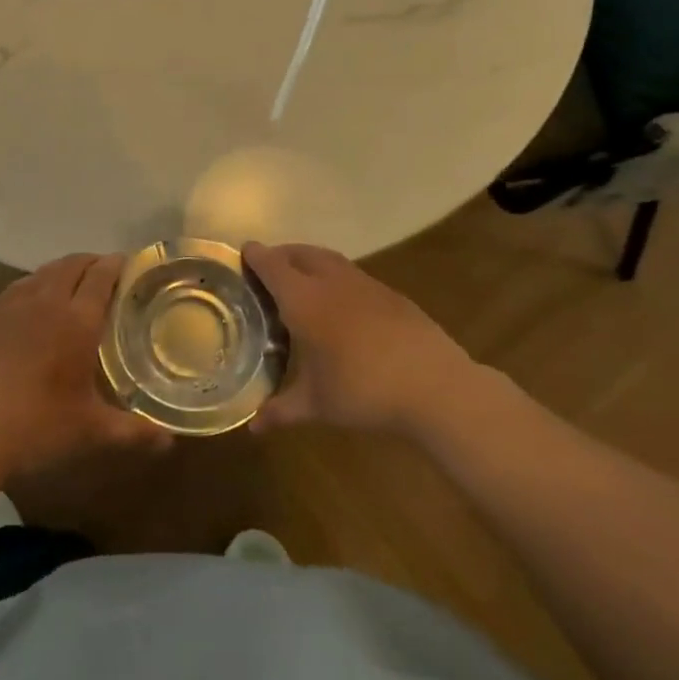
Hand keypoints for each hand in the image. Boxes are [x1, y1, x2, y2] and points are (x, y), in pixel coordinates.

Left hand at [0, 252, 167, 480]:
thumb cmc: (37, 426)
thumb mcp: (91, 430)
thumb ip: (133, 431)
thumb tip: (169, 441)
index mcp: (77, 321)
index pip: (101, 276)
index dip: (116, 264)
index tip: (128, 263)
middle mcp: (46, 301)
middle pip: (71, 265)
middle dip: (91, 262)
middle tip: (105, 273)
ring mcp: (11, 305)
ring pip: (43, 272)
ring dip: (63, 270)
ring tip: (73, 282)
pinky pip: (18, 287)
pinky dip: (35, 283)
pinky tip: (34, 302)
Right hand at [245, 242, 475, 434]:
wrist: (435, 386)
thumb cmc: (363, 391)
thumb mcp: (317, 405)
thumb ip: (281, 410)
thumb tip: (252, 427)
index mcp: (304, 300)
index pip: (272, 265)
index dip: (255, 256)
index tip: (243, 252)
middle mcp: (331, 282)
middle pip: (300, 253)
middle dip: (281, 254)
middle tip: (268, 268)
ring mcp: (365, 284)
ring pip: (328, 259)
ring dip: (310, 262)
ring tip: (301, 281)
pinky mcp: (391, 294)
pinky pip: (353, 275)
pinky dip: (336, 278)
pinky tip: (341, 305)